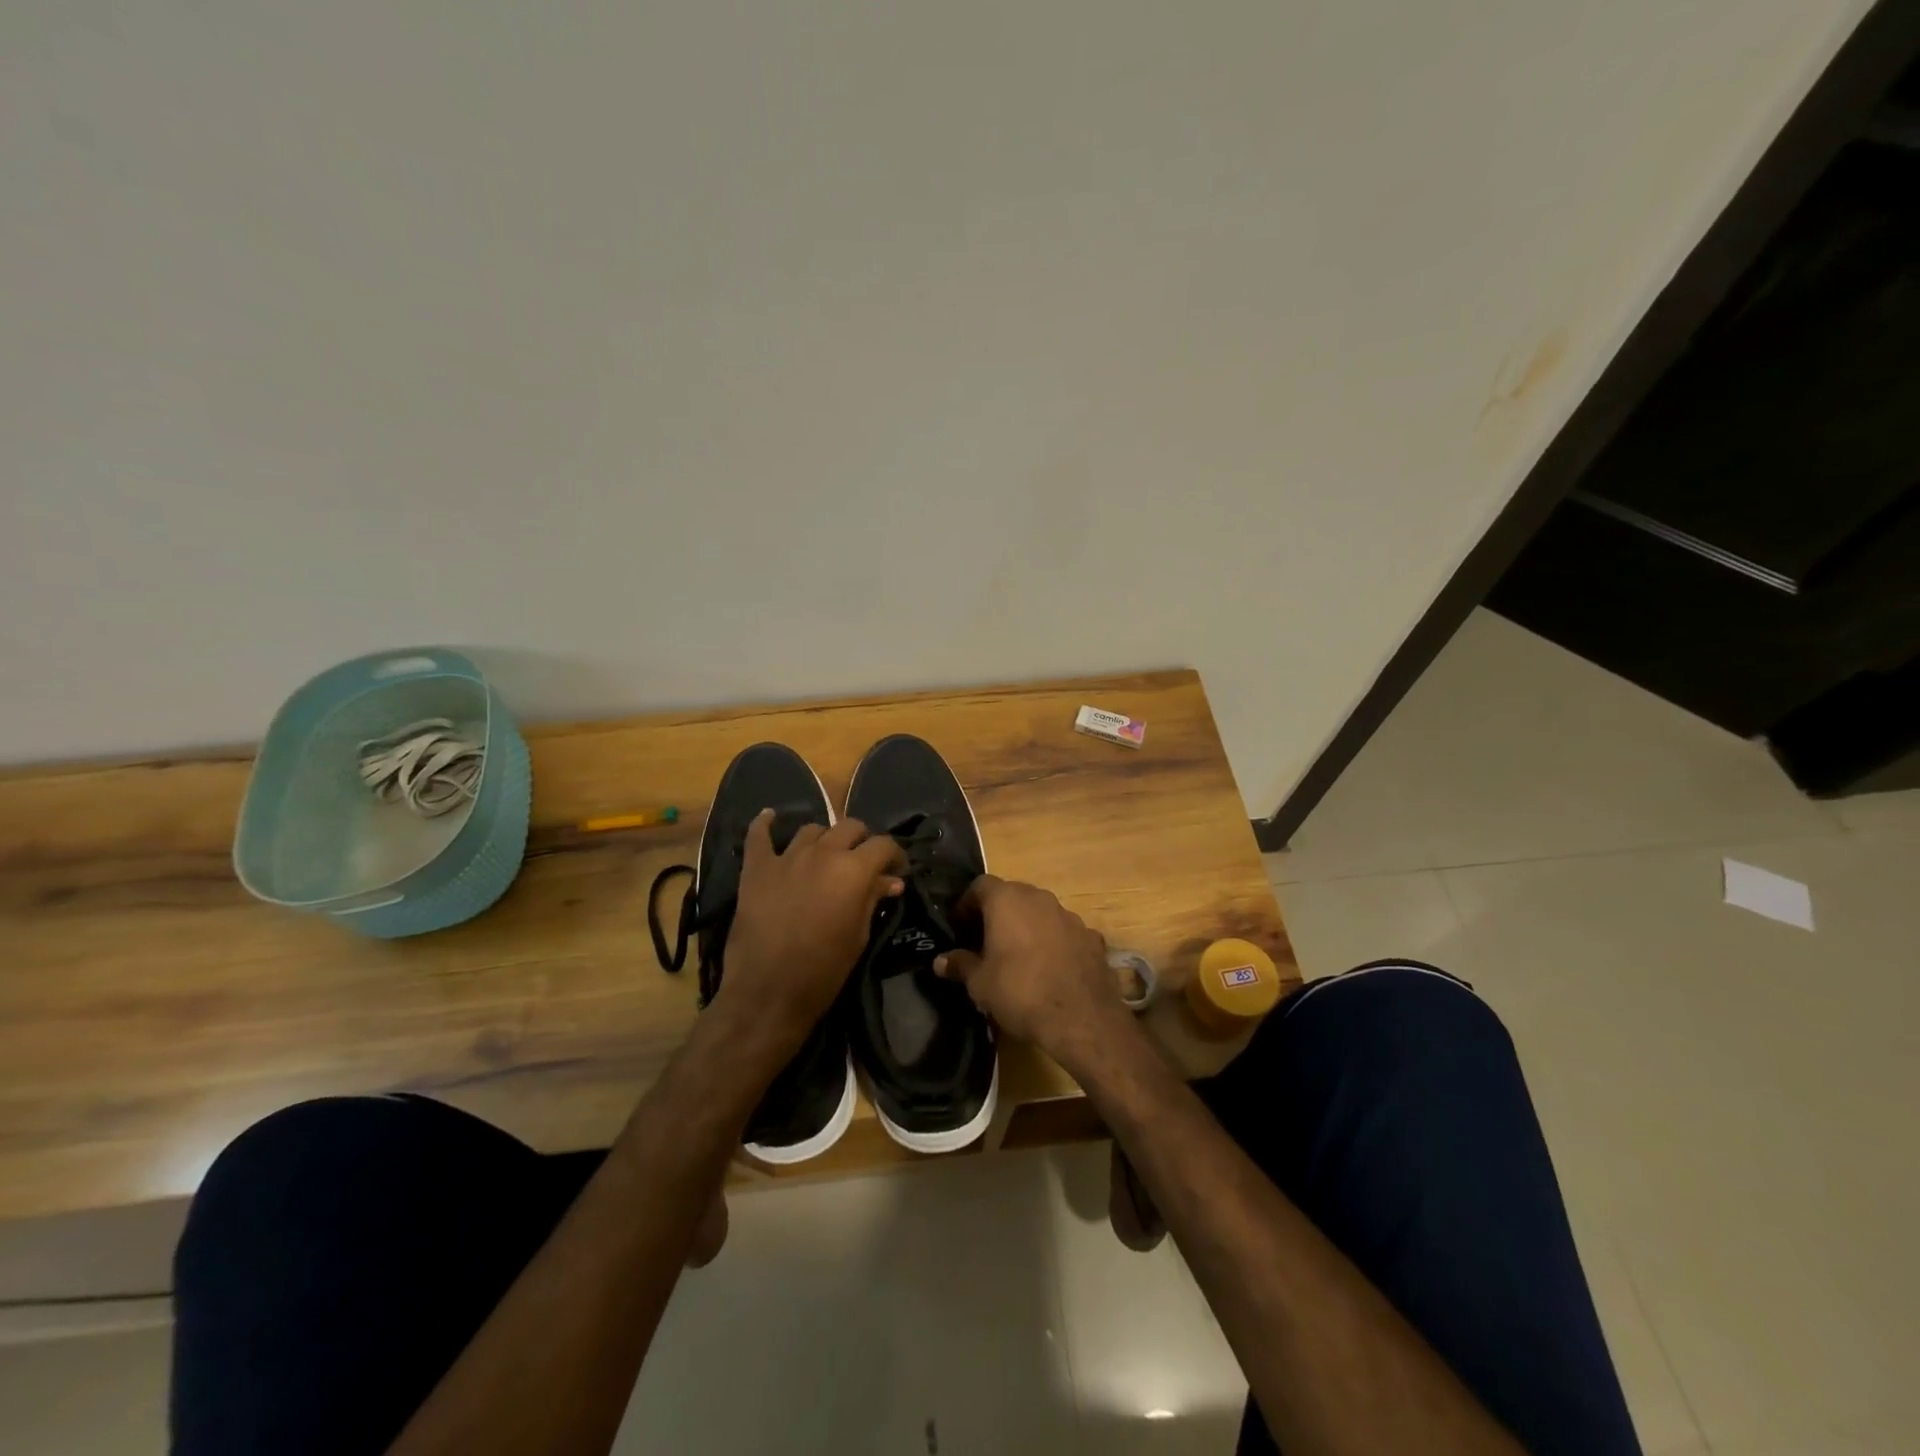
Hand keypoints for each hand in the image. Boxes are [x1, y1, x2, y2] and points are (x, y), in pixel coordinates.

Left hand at [716, 811, 904, 1058]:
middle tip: (863, 864)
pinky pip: (758, 836)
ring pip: (812, 829)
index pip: (883, 844)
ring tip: (826, 857)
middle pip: (850, 827)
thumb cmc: (823, 972)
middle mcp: (823, 853)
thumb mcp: (859, 936)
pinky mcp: (756, 869)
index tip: (897, 871)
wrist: (767, 993)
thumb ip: (873, 900)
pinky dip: (765, 824)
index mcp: (853, 870)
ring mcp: (786, 857)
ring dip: (825, 840)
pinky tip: (770, 818)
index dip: (895, 856)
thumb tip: (891, 881)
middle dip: (862, 841)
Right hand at [934, 875, 1132, 1070]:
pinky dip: (1055, 943)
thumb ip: (960, 965)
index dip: (967, 904)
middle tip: (986, 941)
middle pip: (1012, 895)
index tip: (960, 927)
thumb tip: (940, 961)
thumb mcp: (980, 983)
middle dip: (998, 914)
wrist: (1081, 1018)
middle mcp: (1039, 898)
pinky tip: (1051, 969)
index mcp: (1007, 900)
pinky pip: (1065, 933)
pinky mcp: (1092, 936)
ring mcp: (1069, 915)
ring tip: (1019, 957)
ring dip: (1028, 926)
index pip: (980, 885)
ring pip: (1041, 912)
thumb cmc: (1020, 992)